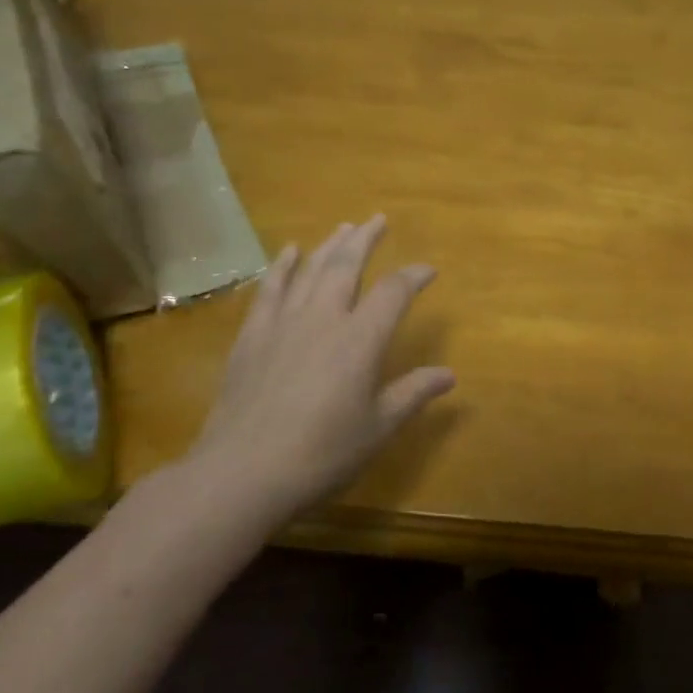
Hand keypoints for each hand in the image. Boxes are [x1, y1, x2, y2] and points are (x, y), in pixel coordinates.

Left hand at [189, 215, 454, 520]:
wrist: (243, 472)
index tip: (428, 270)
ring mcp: (283, 323)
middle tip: (378, 220)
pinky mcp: (252, 336)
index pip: (393, 293)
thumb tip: (449, 374)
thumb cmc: (322, 454)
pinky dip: (281, 266)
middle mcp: (324, 318)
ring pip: (310, 270)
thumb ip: (413, 394)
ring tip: (344, 227)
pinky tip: (288, 252)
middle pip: (347, 266)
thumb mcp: (378, 428)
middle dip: (365, 240)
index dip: (414, 276)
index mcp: (360, 340)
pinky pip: (270, 289)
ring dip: (329, 245)